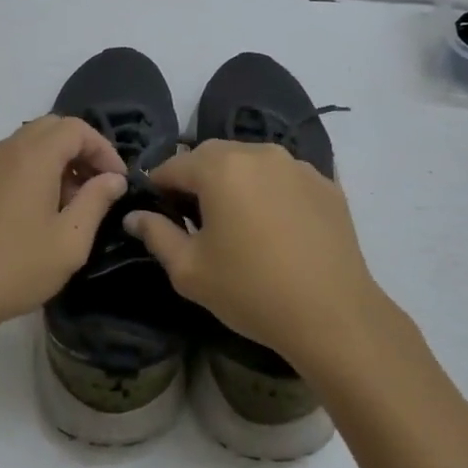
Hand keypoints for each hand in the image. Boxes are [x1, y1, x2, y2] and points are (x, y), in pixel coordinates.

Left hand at [0, 116, 127, 338]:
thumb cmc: (15, 267)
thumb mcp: (69, 241)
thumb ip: (96, 201)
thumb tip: (113, 179)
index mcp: (33, 156)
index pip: (76, 128)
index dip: (103, 149)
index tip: (117, 181)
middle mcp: (6, 150)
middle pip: (52, 128)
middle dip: (81, 150)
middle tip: (97, 186)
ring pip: (30, 144)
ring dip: (57, 160)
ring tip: (72, 202)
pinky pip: (11, 161)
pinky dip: (34, 171)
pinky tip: (40, 211)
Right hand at [123, 140, 384, 367]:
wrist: (333, 315)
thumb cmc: (250, 291)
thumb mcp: (190, 270)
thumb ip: (156, 235)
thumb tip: (135, 216)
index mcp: (220, 167)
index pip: (173, 165)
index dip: (158, 188)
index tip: (158, 215)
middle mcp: (259, 153)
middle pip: (213, 156)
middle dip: (197, 180)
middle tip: (196, 221)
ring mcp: (298, 165)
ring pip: (251, 163)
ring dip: (236, 183)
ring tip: (239, 223)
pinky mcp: (327, 184)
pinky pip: (285, 178)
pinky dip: (272, 192)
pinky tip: (276, 228)